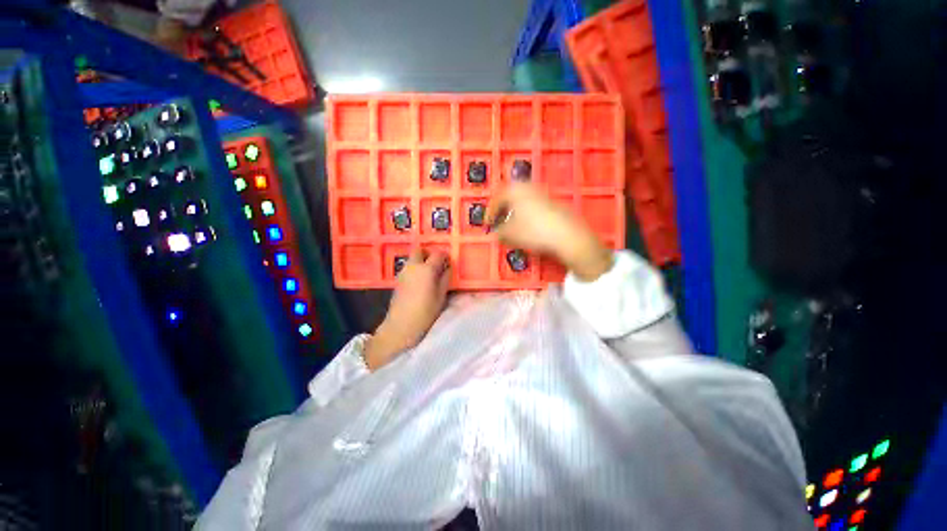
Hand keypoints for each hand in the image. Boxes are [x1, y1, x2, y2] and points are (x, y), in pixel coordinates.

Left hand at [364, 249, 450, 370]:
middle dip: (429, 253)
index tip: (448, 263)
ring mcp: (403, 272)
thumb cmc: (425, 312)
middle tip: (436, 264)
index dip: (445, 256)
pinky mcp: (398, 279)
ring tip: (429, 274)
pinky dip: (415, 268)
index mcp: (426, 269)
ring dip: (421, 261)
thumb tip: (447, 268)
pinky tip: (420, 281)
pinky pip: (408, 267)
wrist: (401, 325)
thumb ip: (445, 278)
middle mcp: (413, 266)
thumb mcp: (441, 296)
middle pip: (420, 250)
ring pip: (413, 258)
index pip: (438, 254)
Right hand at [486, 182, 612, 281]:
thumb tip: (495, 233)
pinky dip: (526, 214)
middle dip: (502, 211)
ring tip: (512, 226)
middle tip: (499, 223)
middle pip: (510, 197)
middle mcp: (528, 187)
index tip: (487, 225)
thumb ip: (499, 233)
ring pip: (522, 201)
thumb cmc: (533, 231)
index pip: (497, 199)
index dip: (490, 213)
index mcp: (515, 190)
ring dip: (514, 213)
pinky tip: (529, 227)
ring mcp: (542, 193)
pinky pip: (533, 206)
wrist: (567, 235)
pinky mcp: (554, 202)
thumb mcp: (511, 234)